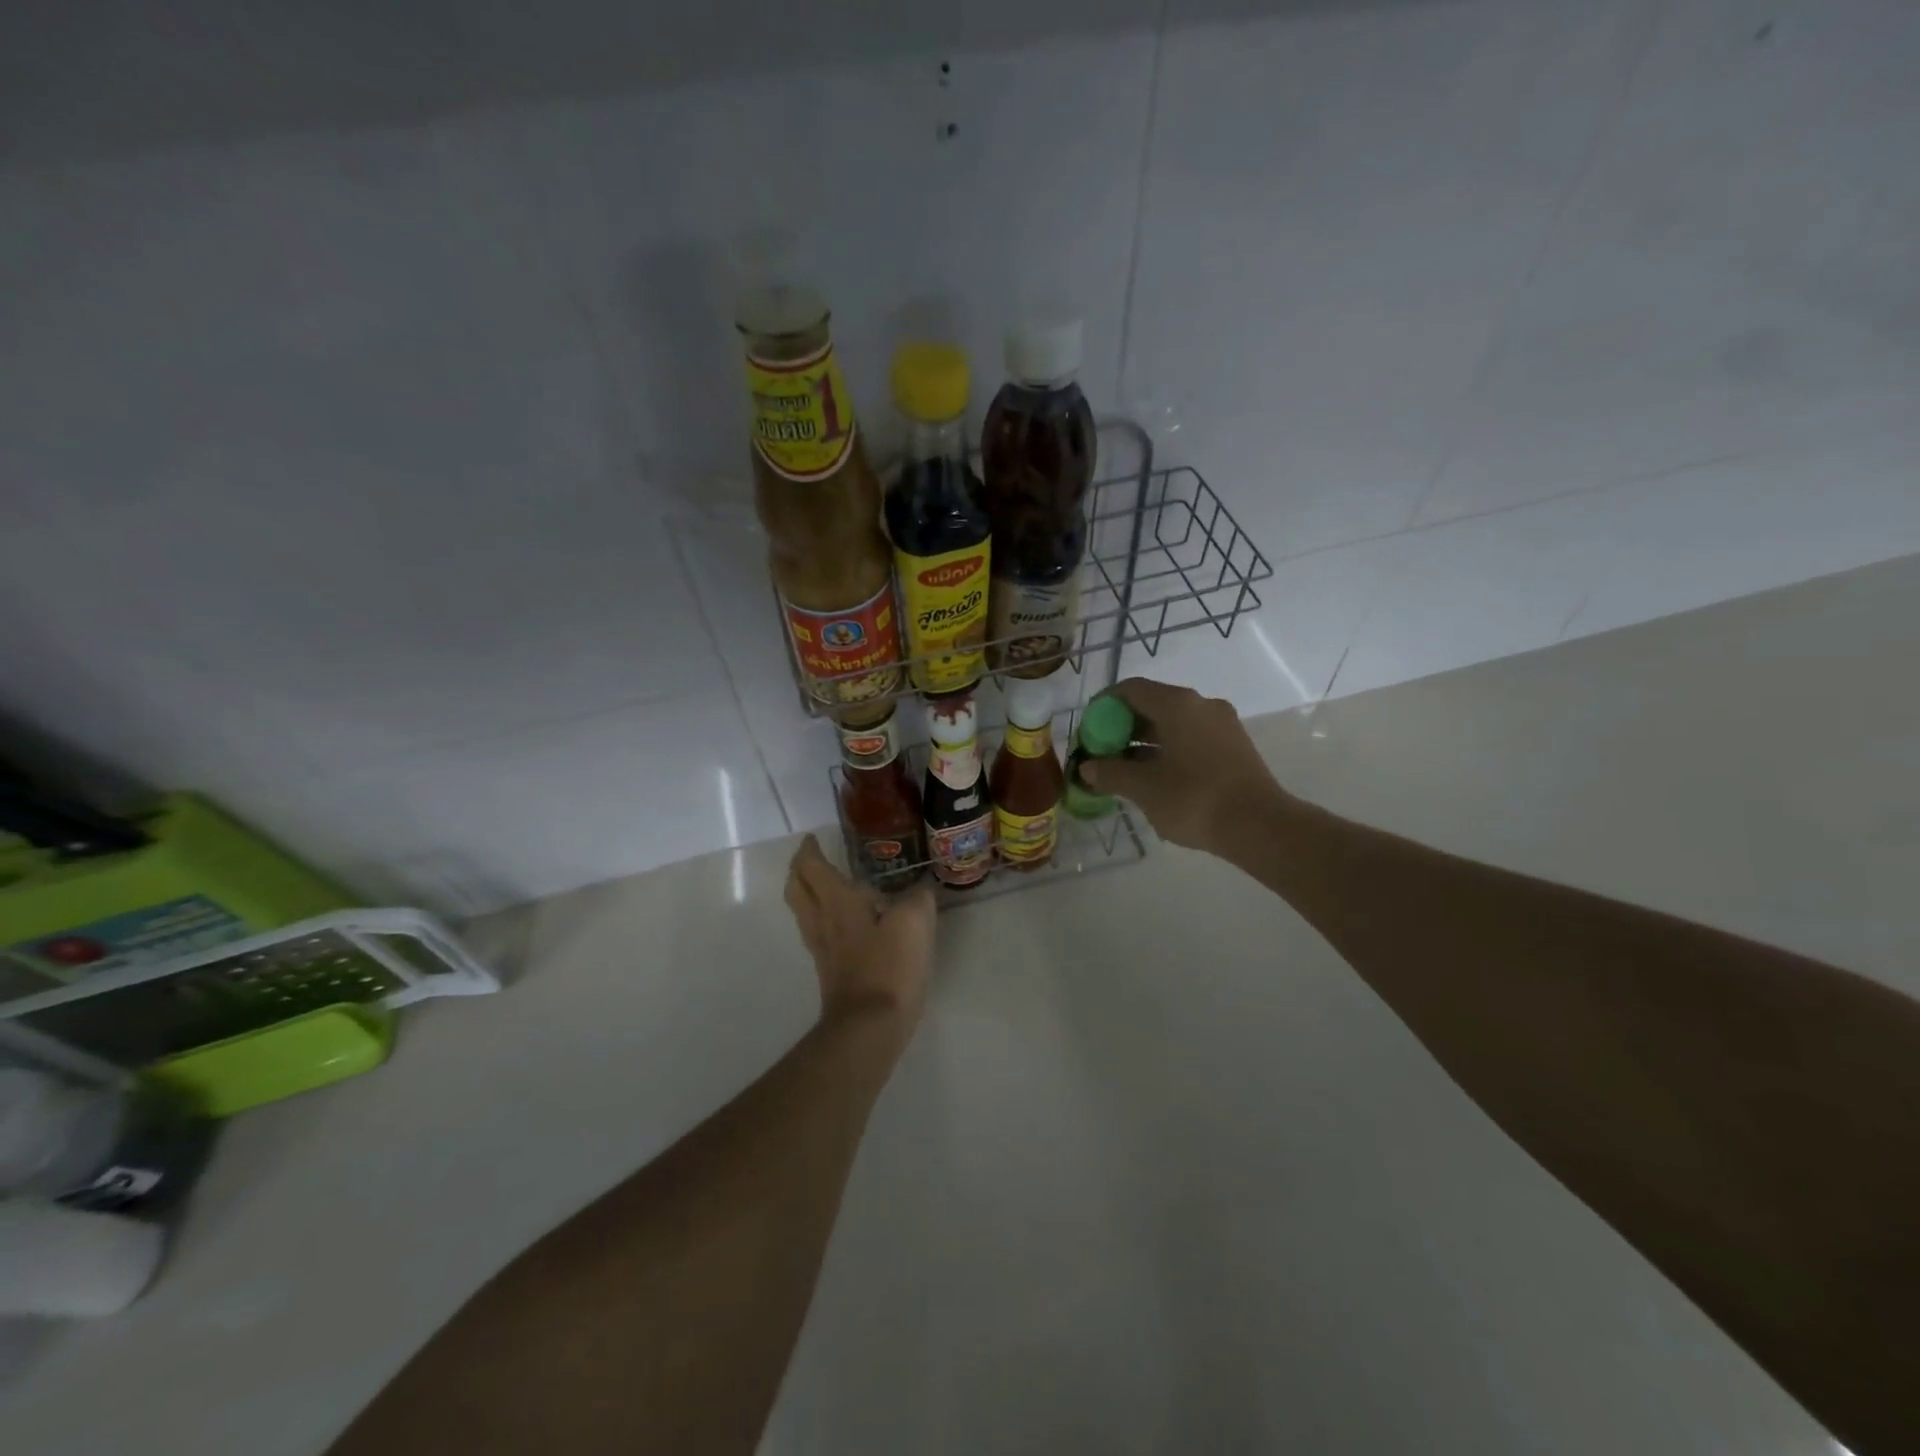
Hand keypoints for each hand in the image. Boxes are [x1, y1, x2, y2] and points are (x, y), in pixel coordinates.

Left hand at [783, 835, 936, 1049]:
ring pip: (803, 911)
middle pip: (797, 889)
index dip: (810, 850)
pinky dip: (822, 916)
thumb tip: (919, 892)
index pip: (813, 867)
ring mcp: (822, 949)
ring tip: (825, 884)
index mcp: (837, 903)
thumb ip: (917, 899)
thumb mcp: (914, 922)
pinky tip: (845, 922)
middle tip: (811, 858)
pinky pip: (817, 932)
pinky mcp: (830, 971)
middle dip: (799, 870)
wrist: (869, 1028)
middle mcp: (821, 922)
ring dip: (807, 893)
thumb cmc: (889, 967)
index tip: (813, 838)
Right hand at [1079, 678, 1282, 853]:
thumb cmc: (1194, 799)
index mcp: (1177, 704)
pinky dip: (1167, 750)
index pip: (1130, 689)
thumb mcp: (1143, 788)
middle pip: (1151, 705)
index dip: (1103, 707)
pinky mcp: (1234, 746)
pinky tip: (1156, 779)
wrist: (1259, 826)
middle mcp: (1201, 704)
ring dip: (1144, 743)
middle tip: (1102, 755)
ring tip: (1124, 771)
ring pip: (1172, 724)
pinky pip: (1190, 738)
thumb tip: (1088, 769)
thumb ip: (1110, 773)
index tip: (1088, 731)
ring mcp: (1222, 724)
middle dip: (1122, 728)